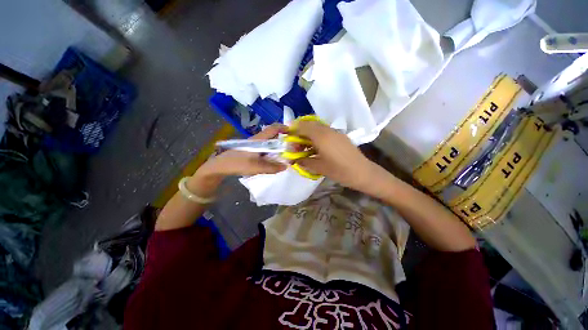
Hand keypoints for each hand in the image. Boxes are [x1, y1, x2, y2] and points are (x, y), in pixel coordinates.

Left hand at [197, 124, 287, 179]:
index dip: (283, 128)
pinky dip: (272, 150)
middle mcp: (257, 140)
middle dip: (283, 138)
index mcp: (259, 140)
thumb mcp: (256, 167)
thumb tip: (285, 166)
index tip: (293, 132)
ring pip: (268, 142)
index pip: (273, 129)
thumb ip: (272, 167)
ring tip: (285, 153)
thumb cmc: (237, 163)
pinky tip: (273, 158)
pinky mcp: (251, 150)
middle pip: (272, 135)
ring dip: (277, 145)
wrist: (220, 166)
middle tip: (291, 146)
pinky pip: (265, 148)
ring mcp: (253, 145)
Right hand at [292, 121, 379, 191]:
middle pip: (310, 124)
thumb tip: (294, 160)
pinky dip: (317, 136)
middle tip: (296, 145)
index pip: (303, 126)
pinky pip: (325, 131)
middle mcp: (328, 130)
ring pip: (318, 127)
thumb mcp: (319, 167)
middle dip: (300, 132)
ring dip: (309, 134)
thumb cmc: (339, 171)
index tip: (288, 138)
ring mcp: (335, 132)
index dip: (293, 130)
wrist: (362, 172)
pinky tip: (317, 148)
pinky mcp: (340, 136)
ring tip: (305, 147)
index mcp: (321, 136)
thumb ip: (304, 161)